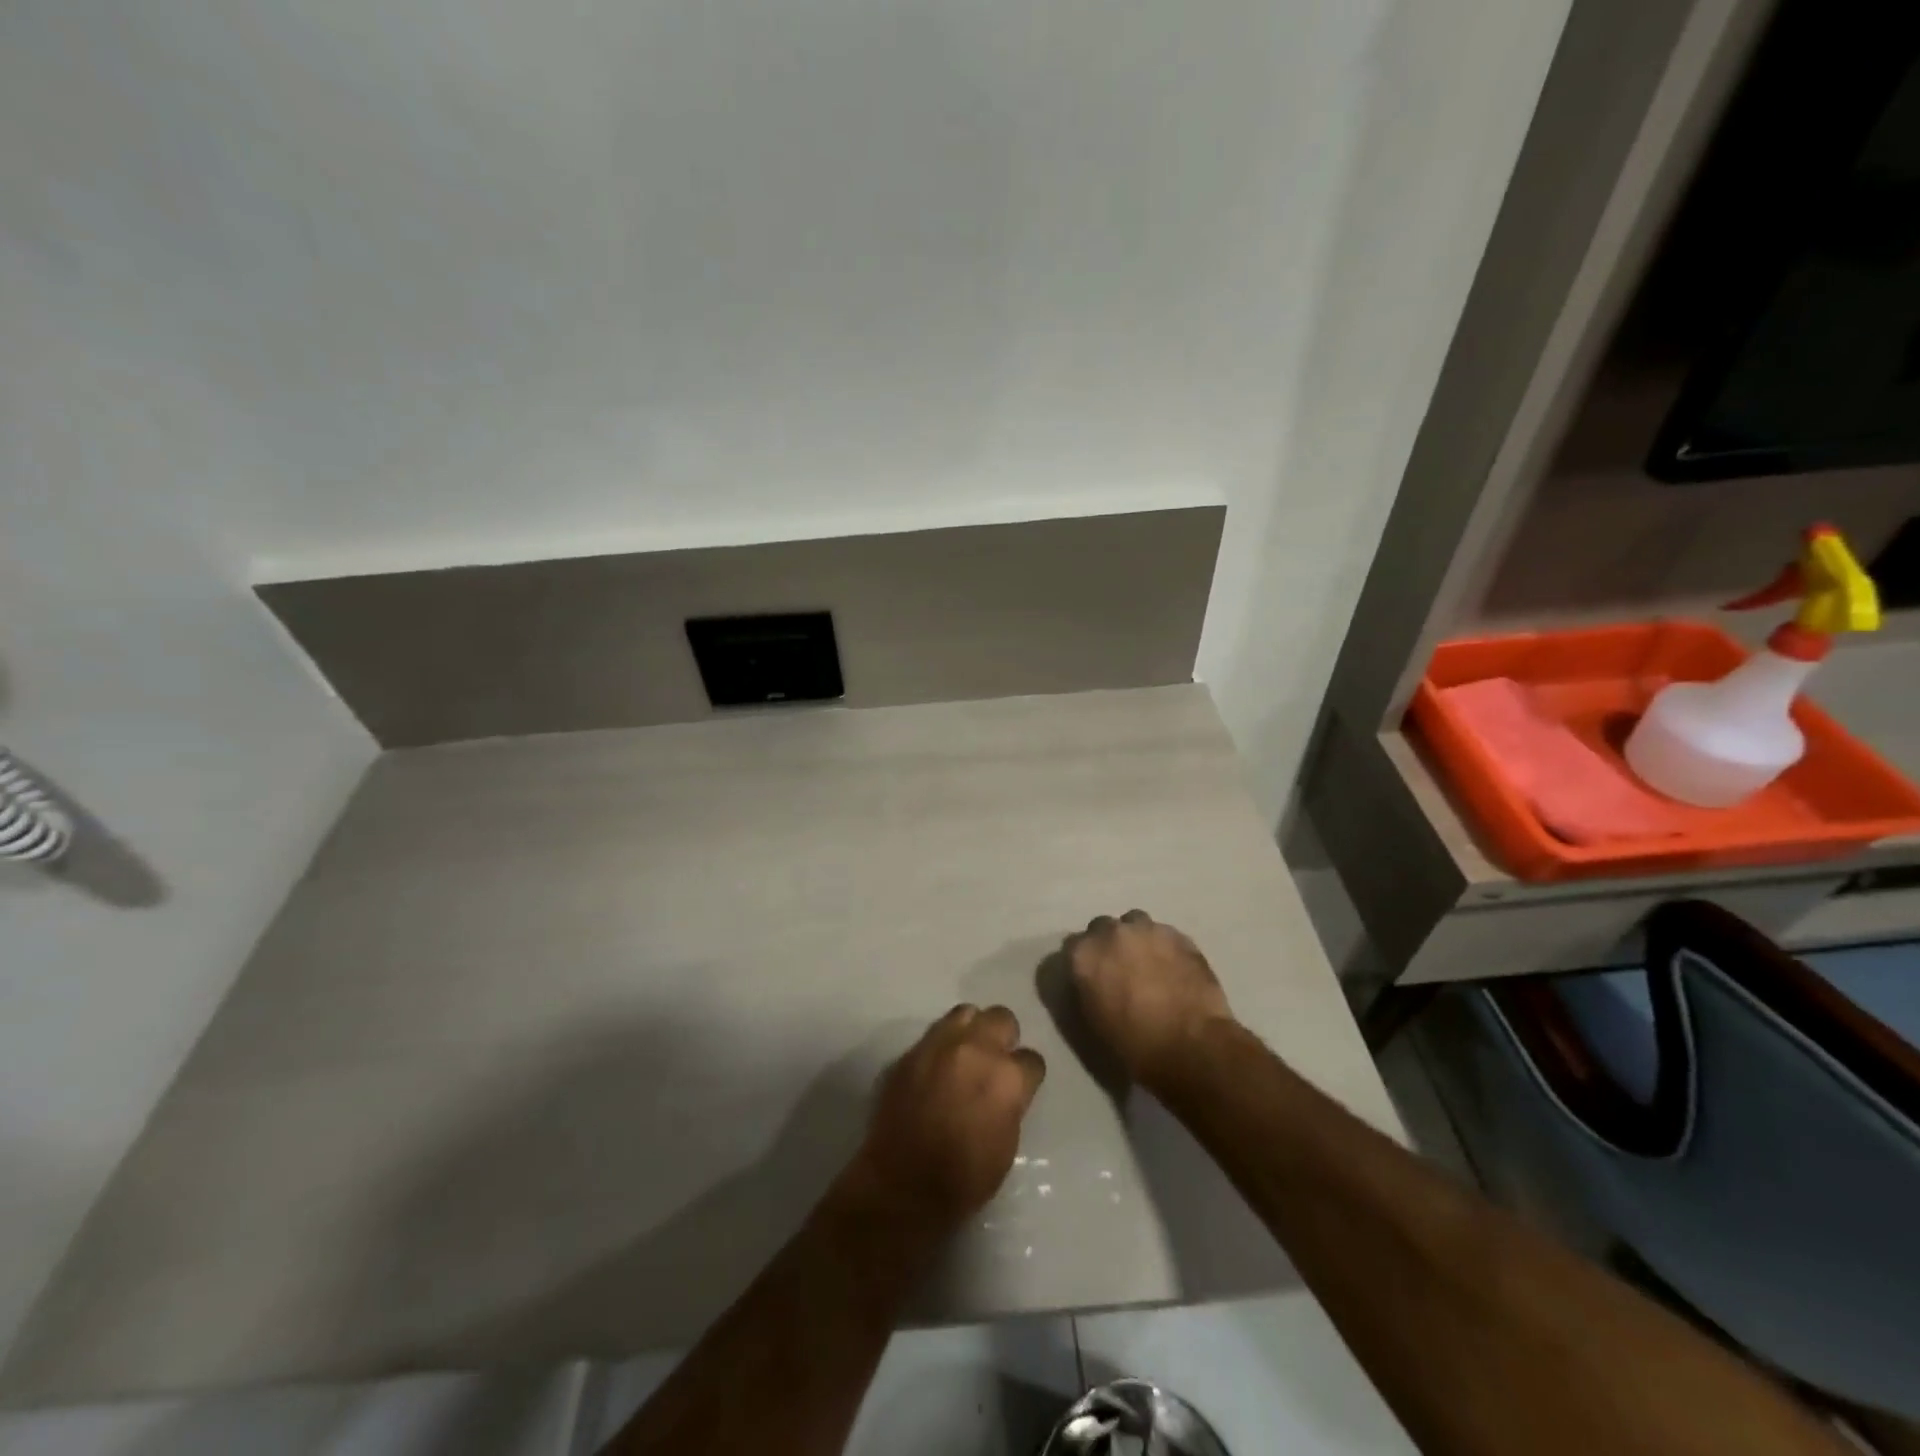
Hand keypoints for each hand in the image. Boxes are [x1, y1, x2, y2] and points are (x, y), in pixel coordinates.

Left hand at [845, 1005, 1046, 1233]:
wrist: (902, 1186)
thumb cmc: (964, 1179)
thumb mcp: (1006, 1144)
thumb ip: (1011, 1103)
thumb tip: (1007, 1090)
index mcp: (1008, 1077)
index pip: (1032, 1059)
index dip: (1026, 1074)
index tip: (1020, 1086)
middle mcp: (977, 1049)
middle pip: (1002, 1018)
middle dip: (1004, 1037)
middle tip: (996, 1060)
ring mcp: (941, 1044)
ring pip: (966, 1012)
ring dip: (972, 1029)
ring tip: (967, 1052)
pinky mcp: (912, 1051)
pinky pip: (935, 1032)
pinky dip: (943, 1043)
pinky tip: (939, 1066)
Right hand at [1067, 911, 1233, 1089]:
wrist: (1190, 1048)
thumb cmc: (1133, 1044)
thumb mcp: (1093, 1019)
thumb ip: (1087, 987)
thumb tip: (1093, 978)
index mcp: (1085, 955)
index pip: (1073, 946)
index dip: (1084, 961)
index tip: (1092, 976)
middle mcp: (1112, 933)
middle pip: (1103, 927)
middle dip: (1109, 943)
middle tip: (1121, 969)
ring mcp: (1148, 929)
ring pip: (1135, 923)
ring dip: (1137, 939)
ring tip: (1149, 964)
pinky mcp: (1179, 935)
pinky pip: (1164, 934)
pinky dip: (1164, 947)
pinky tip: (1173, 969)